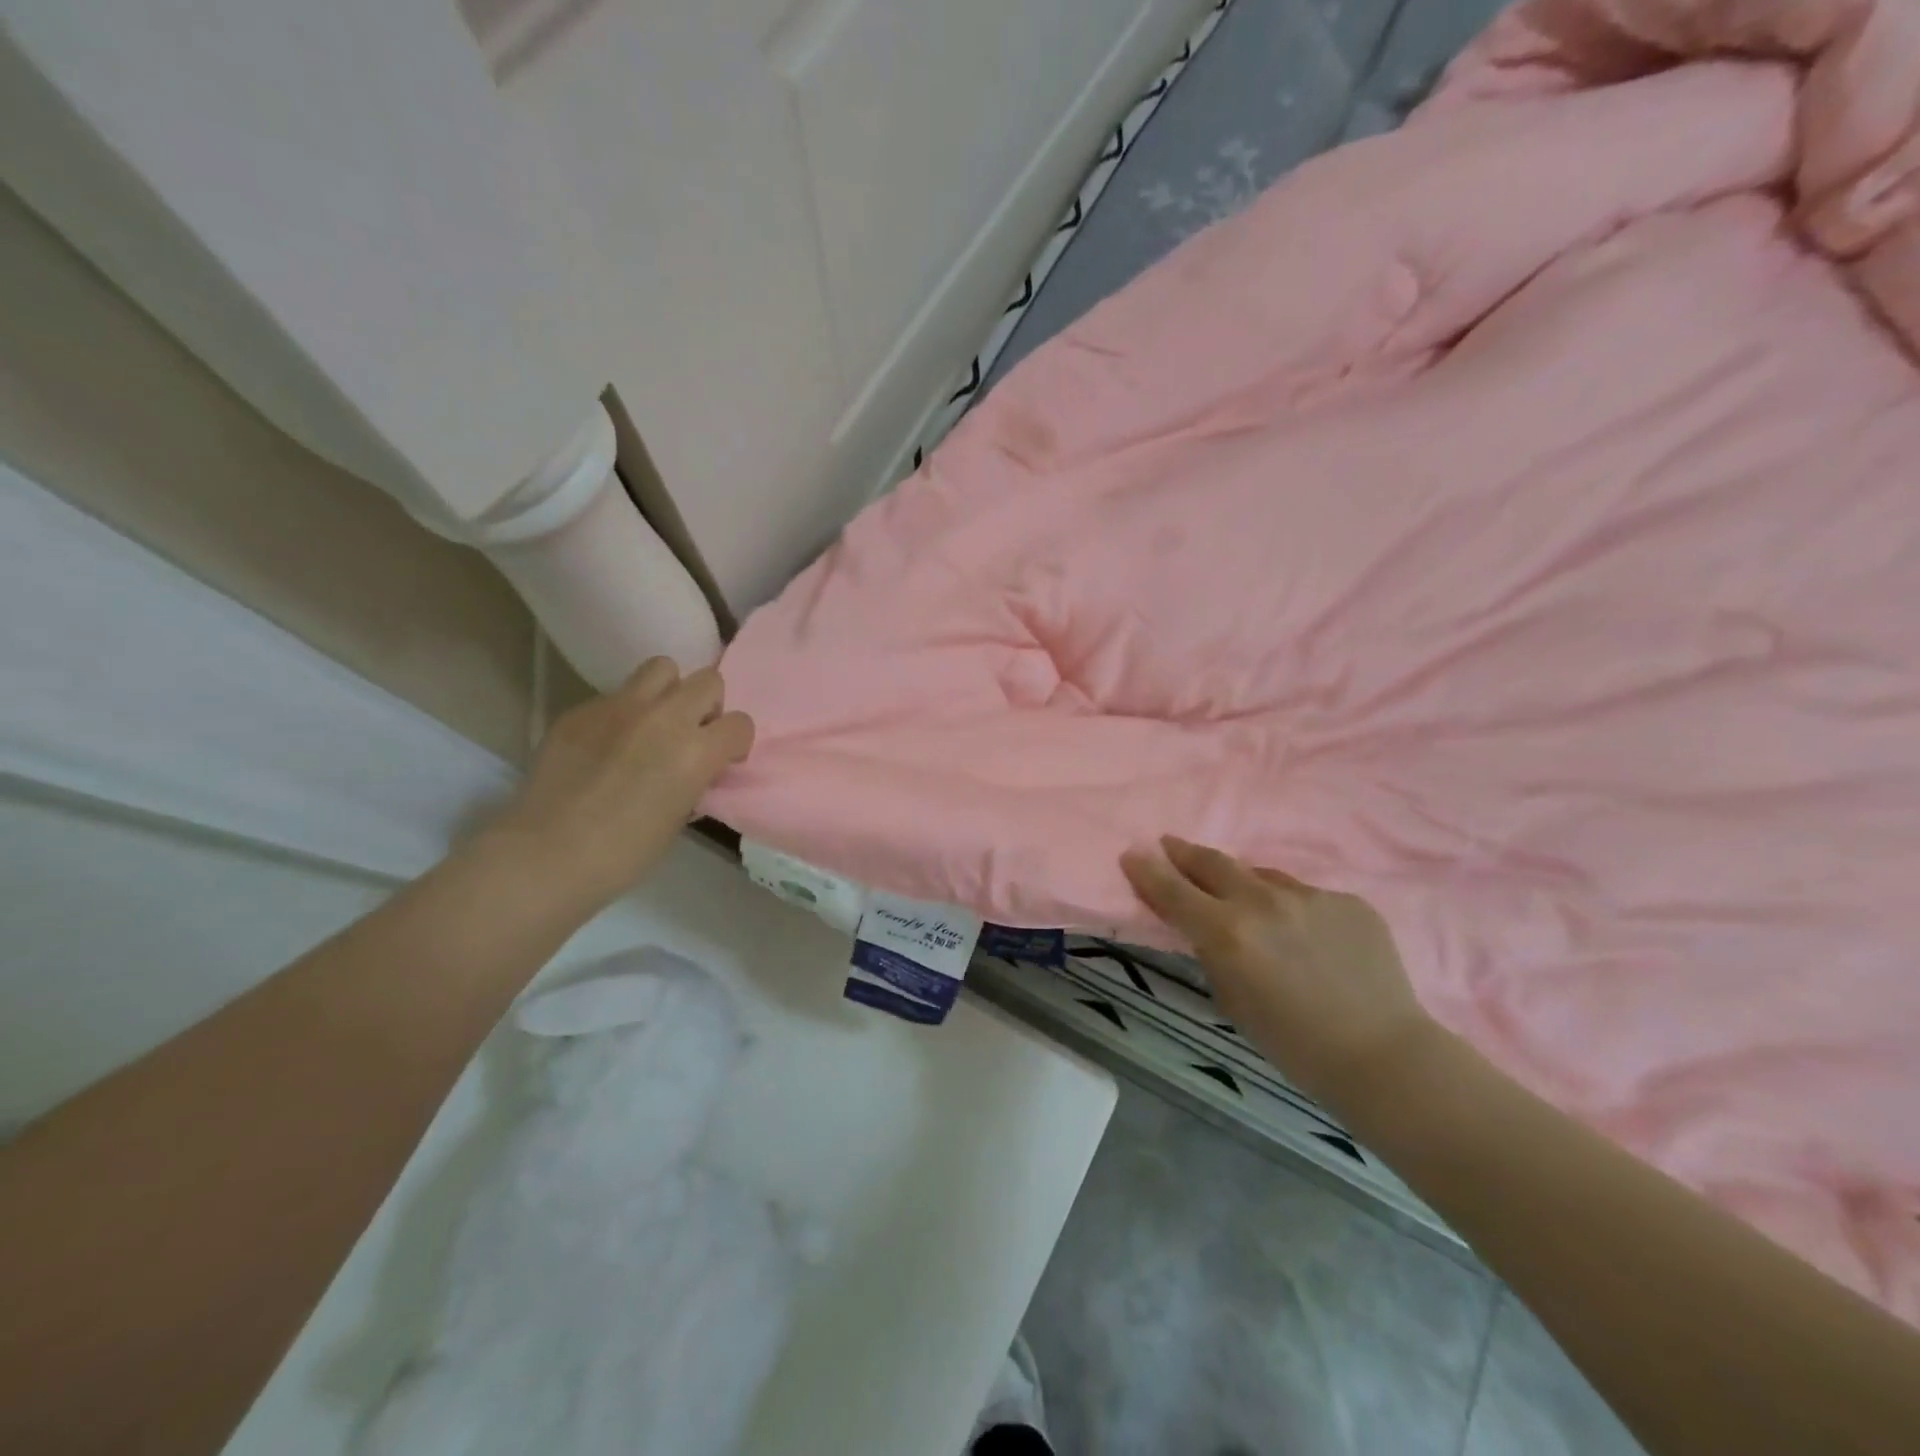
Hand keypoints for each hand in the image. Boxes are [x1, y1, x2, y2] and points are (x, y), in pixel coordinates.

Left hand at [479, 659, 753, 914]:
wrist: (546, 855)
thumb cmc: (624, 853)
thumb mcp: (679, 818)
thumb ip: (695, 780)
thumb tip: (695, 770)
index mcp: (696, 752)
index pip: (740, 723)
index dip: (735, 742)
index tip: (721, 761)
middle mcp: (664, 718)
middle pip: (708, 681)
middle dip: (707, 706)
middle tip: (690, 734)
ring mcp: (619, 707)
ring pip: (661, 668)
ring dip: (668, 692)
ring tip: (653, 723)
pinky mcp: (581, 710)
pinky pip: (615, 696)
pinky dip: (621, 714)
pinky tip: (604, 746)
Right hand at [1120, 836, 1432, 1111]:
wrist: (1383, 1054)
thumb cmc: (1294, 1044)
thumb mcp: (1232, 1000)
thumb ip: (1212, 952)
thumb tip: (1204, 925)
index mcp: (1227, 933)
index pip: (1172, 890)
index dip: (1146, 870)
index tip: (1131, 853)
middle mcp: (1262, 902)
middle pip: (1212, 863)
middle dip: (1185, 854)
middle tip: (1170, 846)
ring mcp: (1309, 896)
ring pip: (1262, 877)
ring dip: (1243, 884)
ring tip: (1245, 902)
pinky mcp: (1346, 899)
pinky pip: (1305, 895)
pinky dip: (1292, 908)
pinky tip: (1306, 938)